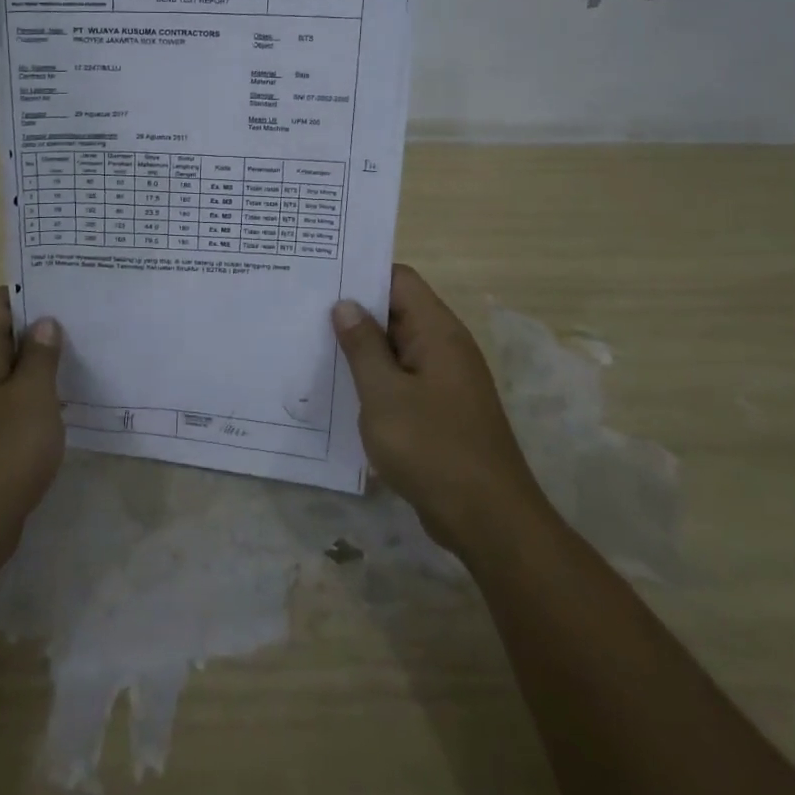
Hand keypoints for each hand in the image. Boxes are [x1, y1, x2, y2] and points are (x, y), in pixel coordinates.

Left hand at [0, 287, 64, 572]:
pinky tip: (67, 402)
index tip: (69, 292)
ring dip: (41, 364)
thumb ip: (40, 356)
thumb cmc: (1, 455)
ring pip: (9, 370)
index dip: (31, 291)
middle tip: (88, 322)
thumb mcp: (32, 398)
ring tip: (86, 356)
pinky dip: (35, 396)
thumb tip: (44, 324)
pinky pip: (10, 402)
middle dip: (43, 327)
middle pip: (3, 334)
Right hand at [333, 264, 545, 555]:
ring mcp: (445, 381)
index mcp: (438, 332)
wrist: (489, 520)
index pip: (400, 280)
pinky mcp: (441, 411)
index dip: (363, 274)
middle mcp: (446, 348)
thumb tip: (346, 305)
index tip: (323, 278)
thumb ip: (363, 347)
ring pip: (398, 349)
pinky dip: (376, 379)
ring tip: (314, 346)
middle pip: (398, 312)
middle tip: (306, 311)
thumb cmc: (432, 448)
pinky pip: (403, 380)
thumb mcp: (384, 395)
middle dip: (356, 311)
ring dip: (363, 349)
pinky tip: (342, 391)